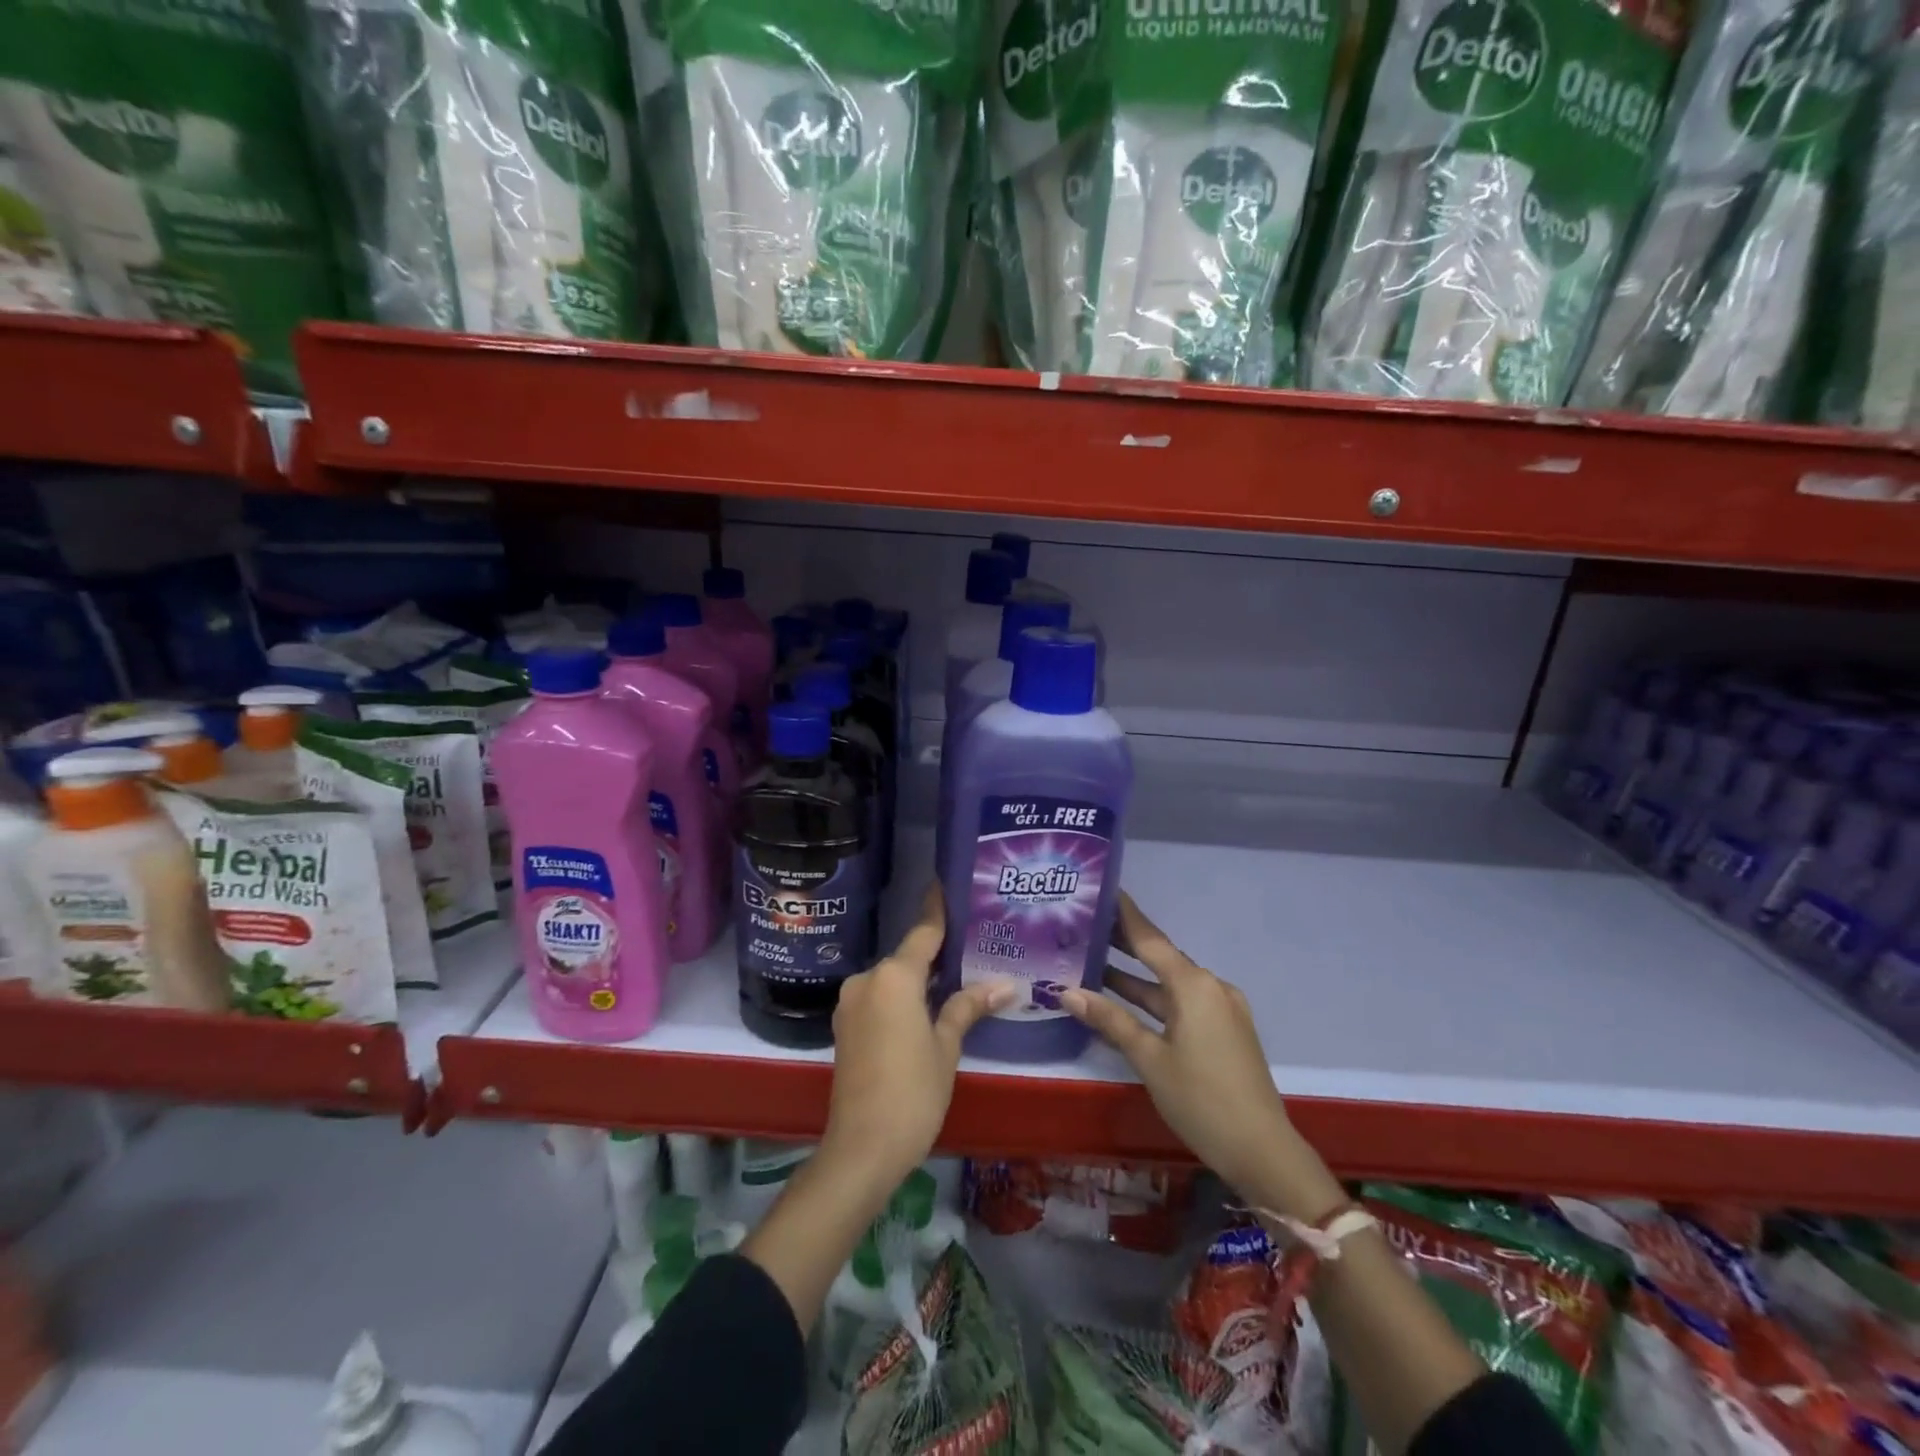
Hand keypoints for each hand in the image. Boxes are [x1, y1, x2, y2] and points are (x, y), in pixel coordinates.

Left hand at [820, 885, 1012, 1200]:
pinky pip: (879, 998)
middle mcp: (867, 980)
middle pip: (907, 957)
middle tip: (969, 945)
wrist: (861, 1148)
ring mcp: (851, 1003)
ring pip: (892, 979)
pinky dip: (901, 997)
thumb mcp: (946, 1047)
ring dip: (918, 979)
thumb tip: (1005, 985)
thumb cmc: (912, 1091)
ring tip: (954, 977)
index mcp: (894, 976)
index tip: (946, 884)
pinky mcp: (845, 1026)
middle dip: (935, 952)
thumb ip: (968, 1007)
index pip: (923, 932)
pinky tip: (924, 1008)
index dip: (937, 909)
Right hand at [1062, 894, 1336, 1217]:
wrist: (1262, 1151)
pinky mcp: (1224, 1031)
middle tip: (1084, 926)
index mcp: (1194, 985)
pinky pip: (1182, 1004)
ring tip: (1092, 962)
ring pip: (1169, 984)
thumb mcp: (1149, 1058)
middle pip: (1160, 957)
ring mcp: (1221, 1009)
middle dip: (1123, 944)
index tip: (1102, 888)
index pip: (1150, 938)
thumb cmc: (1201, 1099)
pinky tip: (1125, 1004)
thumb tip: (1067, 991)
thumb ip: (1110, 1020)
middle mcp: (1210, 986)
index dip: (1124, 914)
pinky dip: (1154, 1000)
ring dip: (1135, 977)